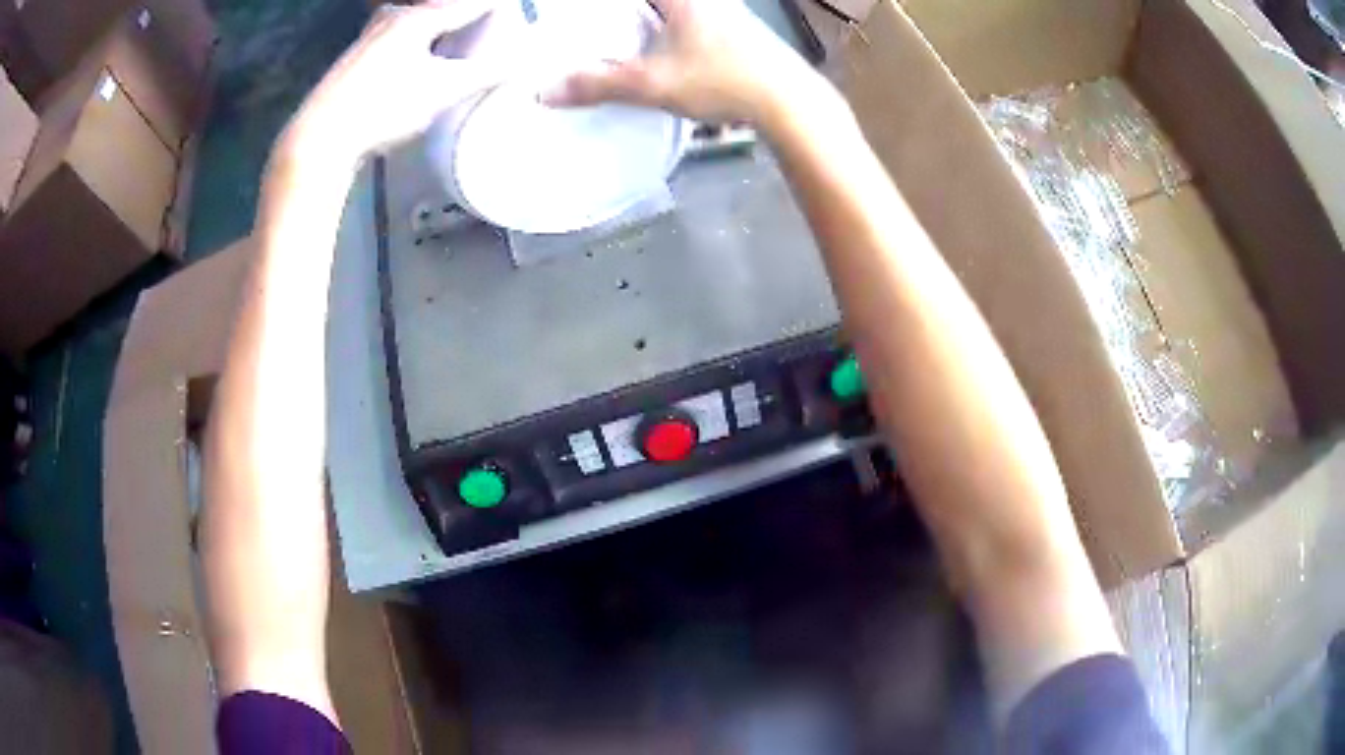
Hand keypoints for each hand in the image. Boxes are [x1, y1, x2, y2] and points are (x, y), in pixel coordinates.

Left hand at [282, 0, 505, 164]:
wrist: (321, 137)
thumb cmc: (383, 107)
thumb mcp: (441, 91)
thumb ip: (486, 73)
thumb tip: (527, 61)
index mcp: (419, 17)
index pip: (471, 4)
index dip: (495, 8)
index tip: (513, 11)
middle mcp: (395, 16)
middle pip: (441, 9)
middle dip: (465, 17)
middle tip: (485, 28)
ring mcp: (371, 36)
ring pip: (417, 21)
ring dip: (439, 29)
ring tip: (457, 43)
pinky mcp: (357, 58)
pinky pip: (400, 37)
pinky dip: (418, 41)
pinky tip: (420, 60)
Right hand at [547, 0, 826, 125]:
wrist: (791, 102)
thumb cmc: (722, 80)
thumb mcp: (653, 83)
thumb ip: (597, 85)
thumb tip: (544, 92)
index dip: (600, 8)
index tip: (577, 15)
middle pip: (653, 2)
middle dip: (624, 15)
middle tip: (594, 28)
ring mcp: (725, 9)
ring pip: (674, 8)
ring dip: (649, 19)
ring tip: (618, 38)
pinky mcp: (737, 28)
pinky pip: (689, 17)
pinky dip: (667, 25)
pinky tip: (659, 48)